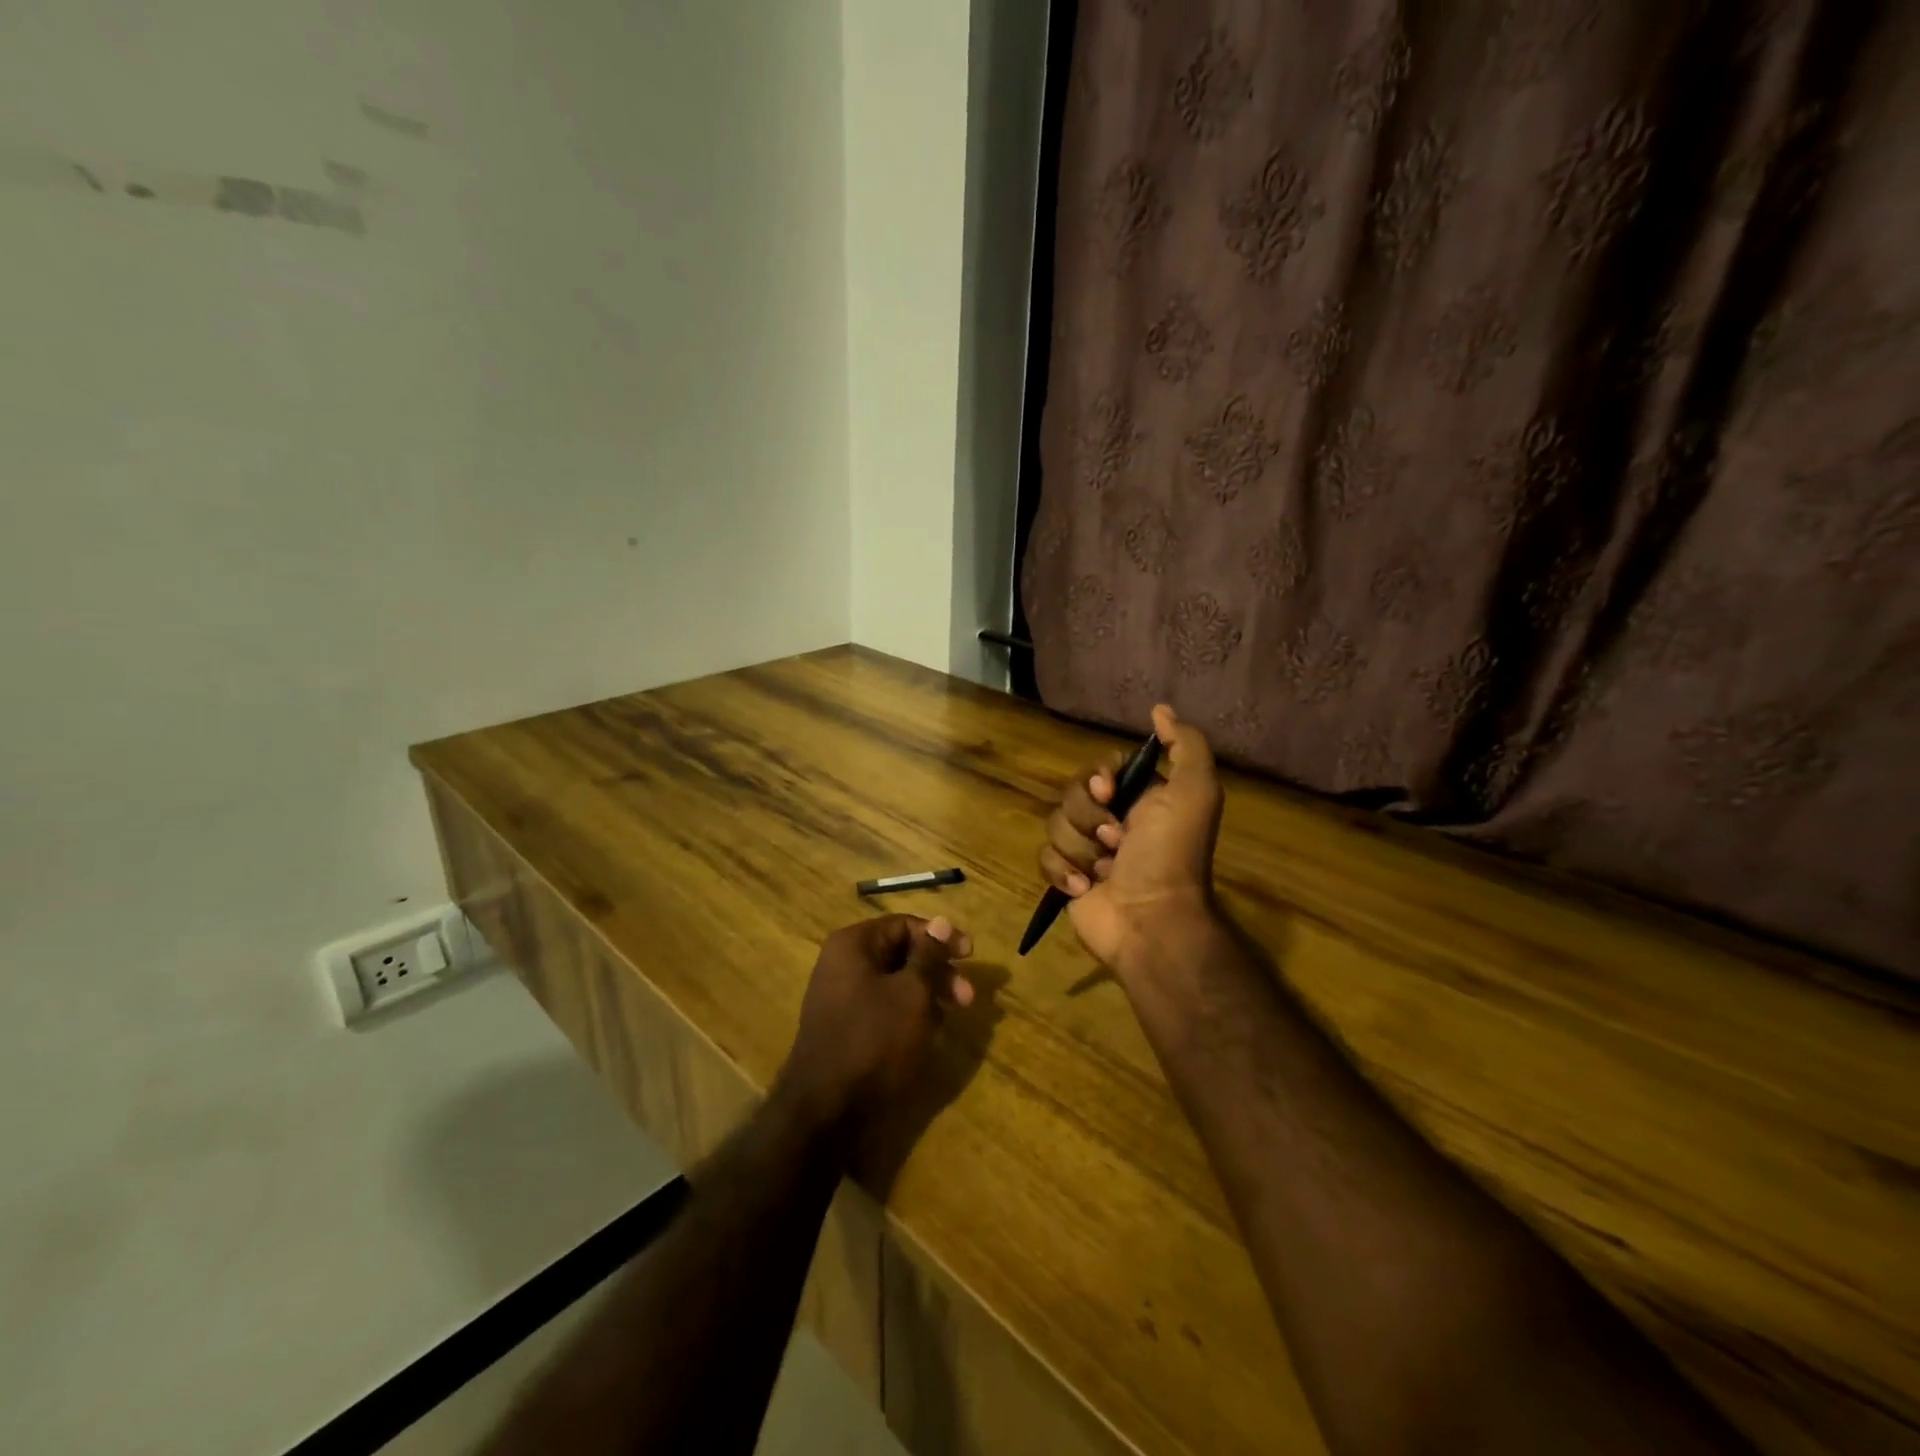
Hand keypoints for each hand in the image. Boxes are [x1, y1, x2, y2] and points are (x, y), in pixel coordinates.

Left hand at [775, 914, 974, 1149]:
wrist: (825, 1110)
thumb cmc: (874, 1040)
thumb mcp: (912, 993)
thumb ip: (929, 955)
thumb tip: (942, 920)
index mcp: (854, 945)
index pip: (904, 925)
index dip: (940, 937)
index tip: (970, 956)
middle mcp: (843, 964)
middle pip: (901, 954)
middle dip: (938, 972)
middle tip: (967, 998)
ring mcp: (841, 997)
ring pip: (895, 983)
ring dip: (927, 996)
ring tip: (949, 1021)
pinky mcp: (846, 1027)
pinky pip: (884, 1008)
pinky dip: (908, 1015)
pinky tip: (927, 1036)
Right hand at [1038, 704, 1223, 981]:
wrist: (1151, 920)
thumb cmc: (1171, 855)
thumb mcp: (1194, 792)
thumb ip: (1185, 746)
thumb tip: (1160, 709)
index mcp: (1140, 799)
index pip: (1099, 770)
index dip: (1097, 778)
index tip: (1109, 793)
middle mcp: (1112, 821)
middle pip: (1071, 794)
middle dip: (1088, 817)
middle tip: (1116, 841)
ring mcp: (1087, 851)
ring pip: (1055, 825)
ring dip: (1080, 849)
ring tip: (1104, 871)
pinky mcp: (1067, 879)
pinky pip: (1044, 858)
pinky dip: (1064, 873)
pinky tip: (1086, 888)